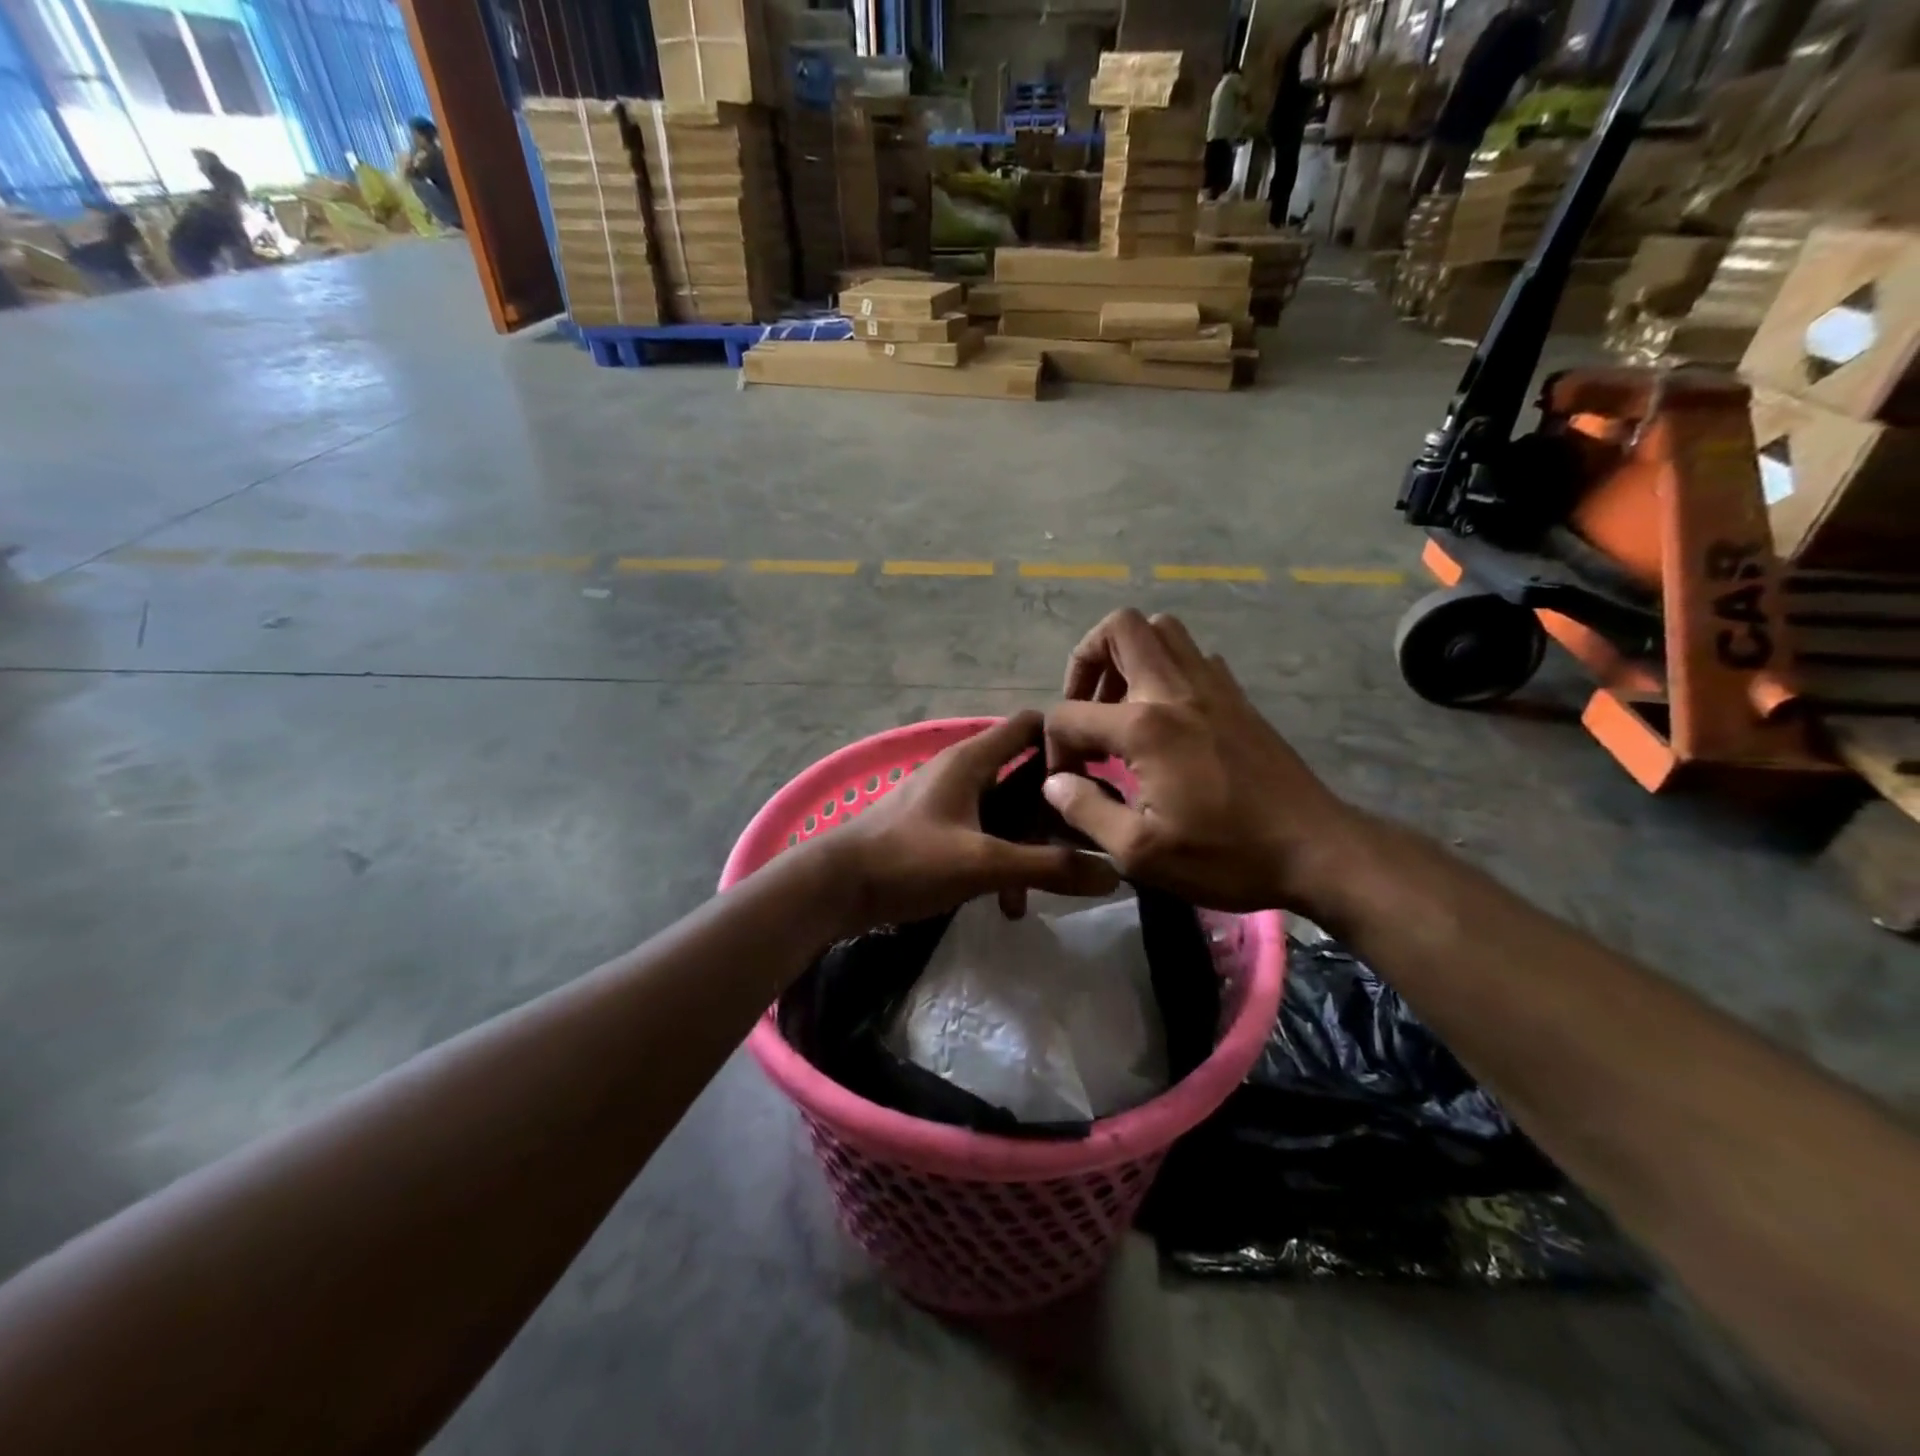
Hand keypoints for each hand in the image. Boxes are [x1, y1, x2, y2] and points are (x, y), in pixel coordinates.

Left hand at [822, 712, 1118, 931]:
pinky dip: (999, 862)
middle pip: (1023, 776)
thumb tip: (1113, 870)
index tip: (1099, 775)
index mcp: (971, 760)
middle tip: (1085, 841)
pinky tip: (1006, 905)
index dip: (1065, 741)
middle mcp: (960, 771)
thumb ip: (1048, 866)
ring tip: (1042, 891)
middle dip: (1052, 811)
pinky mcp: (933, 831)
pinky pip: (981, 837)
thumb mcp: (984, 864)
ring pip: (1004, 814)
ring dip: (1026, 848)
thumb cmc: (908, 860)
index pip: (1029, 725)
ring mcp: (945, 802)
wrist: (834, 888)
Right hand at [1043, 609, 1371, 914]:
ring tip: (1121, 705)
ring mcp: (1213, 687)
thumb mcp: (1140, 852)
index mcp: (1144, 727)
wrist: (1316, 850)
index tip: (1066, 780)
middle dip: (1086, 659)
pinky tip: (1167, 717)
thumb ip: (1086, 810)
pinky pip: (1194, 656)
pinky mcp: (1238, 698)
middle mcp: (1175, 690)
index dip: (1054, 746)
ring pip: (1162, 630)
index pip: (1070, 713)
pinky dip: (1168, 669)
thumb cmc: (1226, 855)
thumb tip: (1054, 783)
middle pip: (1120, 628)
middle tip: (1085, 707)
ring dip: (1129, 656)